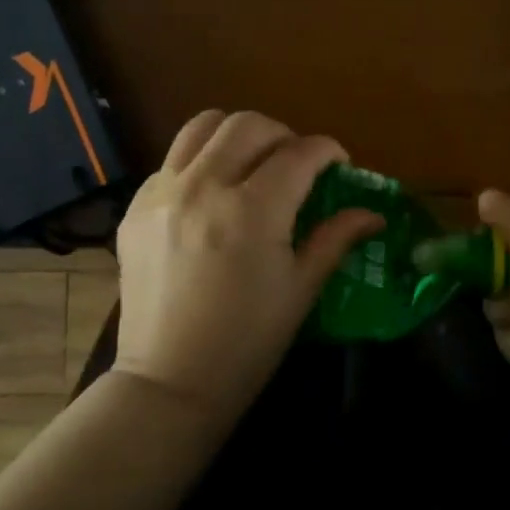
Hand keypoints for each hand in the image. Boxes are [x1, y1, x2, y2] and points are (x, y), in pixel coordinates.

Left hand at [113, 110, 382, 425]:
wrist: (169, 383)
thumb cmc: (247, 342)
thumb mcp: (301, 290)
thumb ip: (336, 238)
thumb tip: (373, 214)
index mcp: (252, 211)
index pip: (300, 153)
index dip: (328, 151)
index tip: (338, 164)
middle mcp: (204, 187)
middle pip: (249, 125)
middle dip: (284, 135)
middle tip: (296, 164)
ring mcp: (163, 194)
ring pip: (203, 126)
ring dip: (237, 136)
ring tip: (251, 163)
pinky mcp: (136, 207)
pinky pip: (173, 161)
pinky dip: (201, 163)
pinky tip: (212, 196)